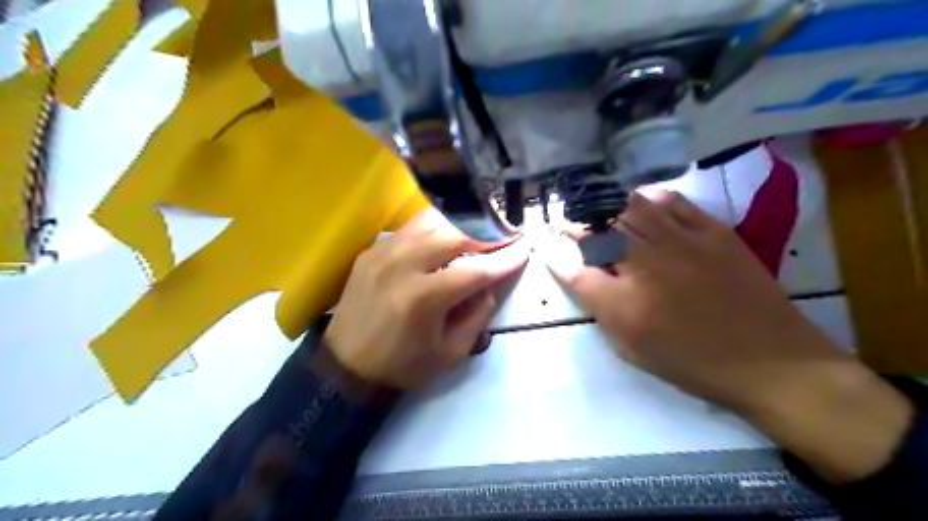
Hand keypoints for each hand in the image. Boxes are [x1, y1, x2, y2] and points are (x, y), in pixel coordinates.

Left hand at [326, 210, 529, 388]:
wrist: (346, 365)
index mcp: (422, 298)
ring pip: (432, 221)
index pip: (475, 269)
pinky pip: (411, 227)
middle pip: (454, 234)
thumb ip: (478, 315)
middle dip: (487, 233)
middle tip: (506, 235)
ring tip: (480, 231)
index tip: (525, 249)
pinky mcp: (372, 250)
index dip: (504, 259)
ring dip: (461, 224)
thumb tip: (494, 282)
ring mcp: (383, 252)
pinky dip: (436, 227)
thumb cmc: (402, 365)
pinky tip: (447, 235)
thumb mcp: (450, 352)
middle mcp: (401, 266)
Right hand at [546, 190, 912, 483]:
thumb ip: (597, 305)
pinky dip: (650, 198)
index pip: (575, 269)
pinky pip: (673, 202)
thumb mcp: (632, 346)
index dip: (558, 253)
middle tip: (574, 225)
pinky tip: (643, 202)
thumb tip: (570, 271)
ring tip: (603, 210)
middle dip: (579, 224)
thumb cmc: (691, 361)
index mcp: (624, 304)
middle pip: (599, 229)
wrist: (769, 360)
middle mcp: (647, 266)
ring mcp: (682, 243)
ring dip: (609, 206)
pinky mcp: (712, 232)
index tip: (552, 245)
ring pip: (631, 208)